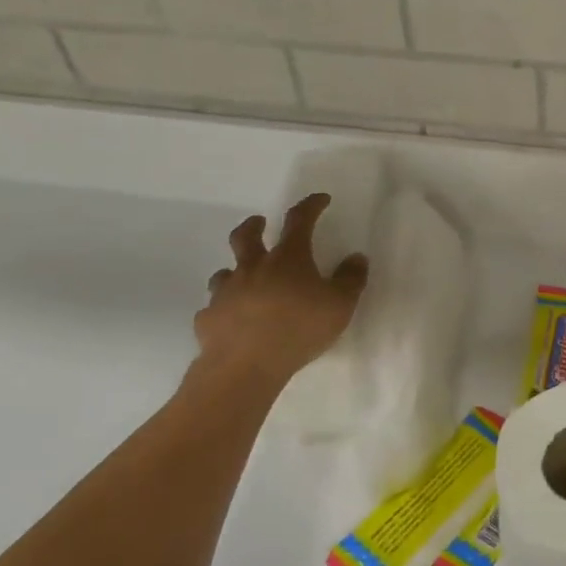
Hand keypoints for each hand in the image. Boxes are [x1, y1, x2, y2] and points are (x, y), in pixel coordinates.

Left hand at [193, 194, 368, 391]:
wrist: (245, 366)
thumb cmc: (299, 329)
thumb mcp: (340, 305)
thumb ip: (350, 279)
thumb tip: (356, 257)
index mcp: (287, 259)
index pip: (299, 221)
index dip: (311, 206)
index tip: (320, 199)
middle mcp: (253, 268)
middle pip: (246, 237)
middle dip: (253, 225)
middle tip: (259, 223)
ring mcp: (226, 293)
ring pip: (224, 273)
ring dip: (235, 270)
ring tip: (243, 279)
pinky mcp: (208, 319)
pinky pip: (214, 309)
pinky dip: (223, 309)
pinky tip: (230, 320)